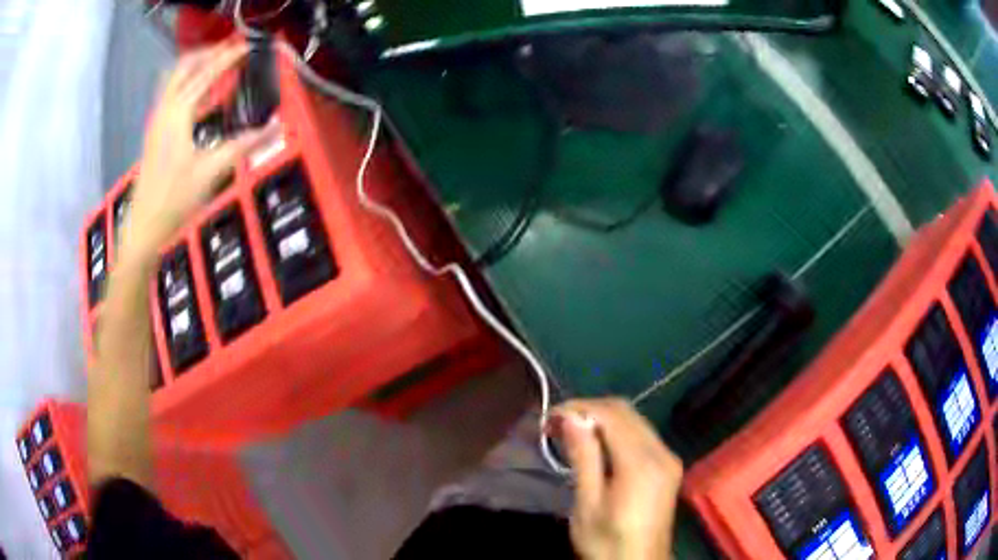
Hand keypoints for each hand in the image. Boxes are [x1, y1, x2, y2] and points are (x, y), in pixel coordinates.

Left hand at [120, 43, 267, 265]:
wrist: (143, 229)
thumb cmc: (173, 201)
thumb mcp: (210, 173)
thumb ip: (242, 145)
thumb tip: (274, 127)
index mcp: (177, 115)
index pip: (205, 74)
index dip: (227, 58)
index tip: (247, 47)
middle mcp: (164, 111)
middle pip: (183, 67)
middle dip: (207, 53)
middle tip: (230, 50)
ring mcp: (156, 122)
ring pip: (173, 79)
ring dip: (195, 66)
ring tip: (216, 64)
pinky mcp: (154, 134)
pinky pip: (171, 95)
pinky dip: (187, 85)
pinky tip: (199, 94)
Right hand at [552, 398, 682, 559]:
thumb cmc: (607, 542)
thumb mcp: (587, 504)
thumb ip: (583, 458)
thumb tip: (570, 417)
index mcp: (641, 464)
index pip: (611, 415)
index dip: (580, 408)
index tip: (550, 416)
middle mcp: (662, 452)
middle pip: (626, 412)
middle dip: (590, 410)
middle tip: (558, 424)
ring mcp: (669, 458)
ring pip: (636, 420)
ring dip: (604, 419)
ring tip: (572, 432)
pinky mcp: (668, 466)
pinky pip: (643, 434)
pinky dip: (618, 432)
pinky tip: (598, 445)